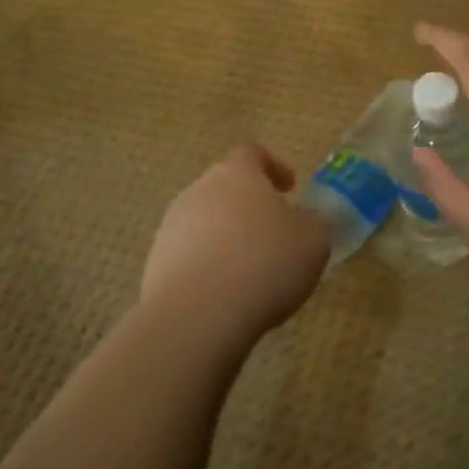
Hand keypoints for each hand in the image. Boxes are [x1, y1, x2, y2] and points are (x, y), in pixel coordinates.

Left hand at [142, 145, 329, 341]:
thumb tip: (303, 219)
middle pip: (225, 187)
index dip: (274, 166)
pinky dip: (208, 267)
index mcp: (237, 173)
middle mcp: (199, 190)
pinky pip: (188, 256)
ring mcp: (171, 226)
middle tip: (273, 232)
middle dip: (248, 206)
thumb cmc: (265, 263)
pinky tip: (225, 295)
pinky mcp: (155, 264)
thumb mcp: (312, 240)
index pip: (252, 154)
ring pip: (205, 222)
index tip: (290, 187)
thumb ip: (311, 222)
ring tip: (249, 270)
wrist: (198, 315)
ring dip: (226, 237)